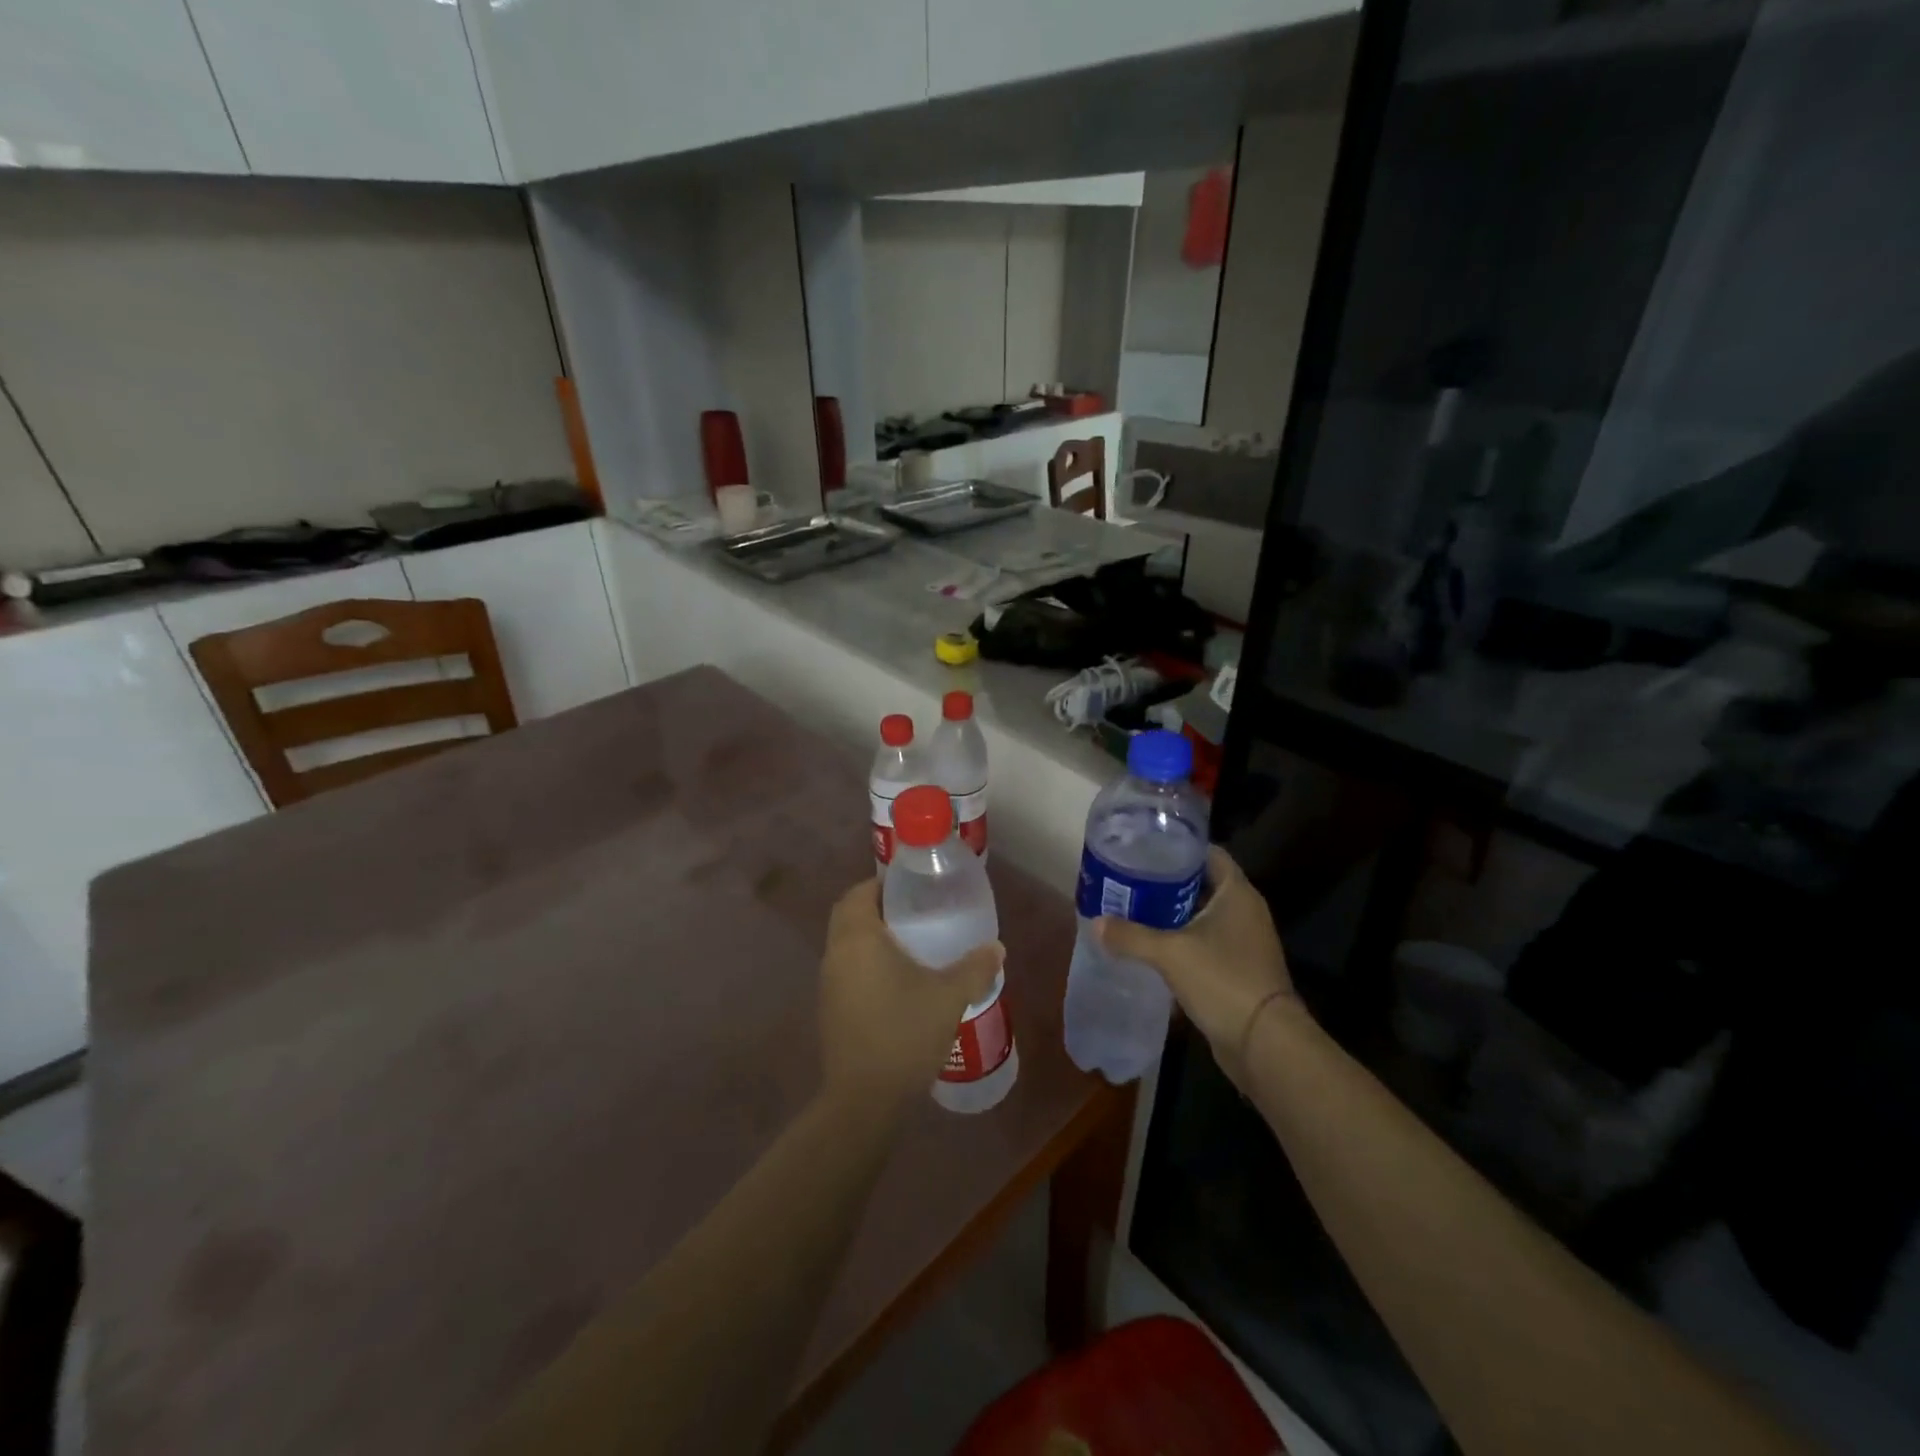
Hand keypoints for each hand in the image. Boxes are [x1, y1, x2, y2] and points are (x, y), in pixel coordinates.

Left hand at [819, 879, 1003, 1108]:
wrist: (864, 1100)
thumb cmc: (904, 1034)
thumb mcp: (949, 997)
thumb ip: (975, 967)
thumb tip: (997, 947)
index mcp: (858, 938)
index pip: (859, 894)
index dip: (881, 885)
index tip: (909, 888)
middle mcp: (836, 954)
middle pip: (848, 915)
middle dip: (876, 908)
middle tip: (914, 912)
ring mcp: (829, 984)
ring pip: (846, 944)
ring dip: (870, 937)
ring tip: (910, 944)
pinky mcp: (830, 1009)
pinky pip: (846, 970)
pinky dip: (866, 963)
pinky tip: (897, 982)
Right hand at [1096, 846, 1297, 1082]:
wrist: (1264, 1043)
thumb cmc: (1222, 980)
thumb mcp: (1169, 953)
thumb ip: (1130, 935)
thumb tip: (1095, 923)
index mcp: (1237, 893)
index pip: (1208, 853)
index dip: (1178, 847)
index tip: (1145, 847)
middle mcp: (1244, 910)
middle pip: (1201, 883)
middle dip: (1166, 882)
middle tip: (1129, 878)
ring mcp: (1244, 941)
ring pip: (1201, 915)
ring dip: (1171, 914)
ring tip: (1132, 909)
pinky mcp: (1238, 968)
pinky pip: (1205, 942)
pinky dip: (1181, 940)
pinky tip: (1151, 946)